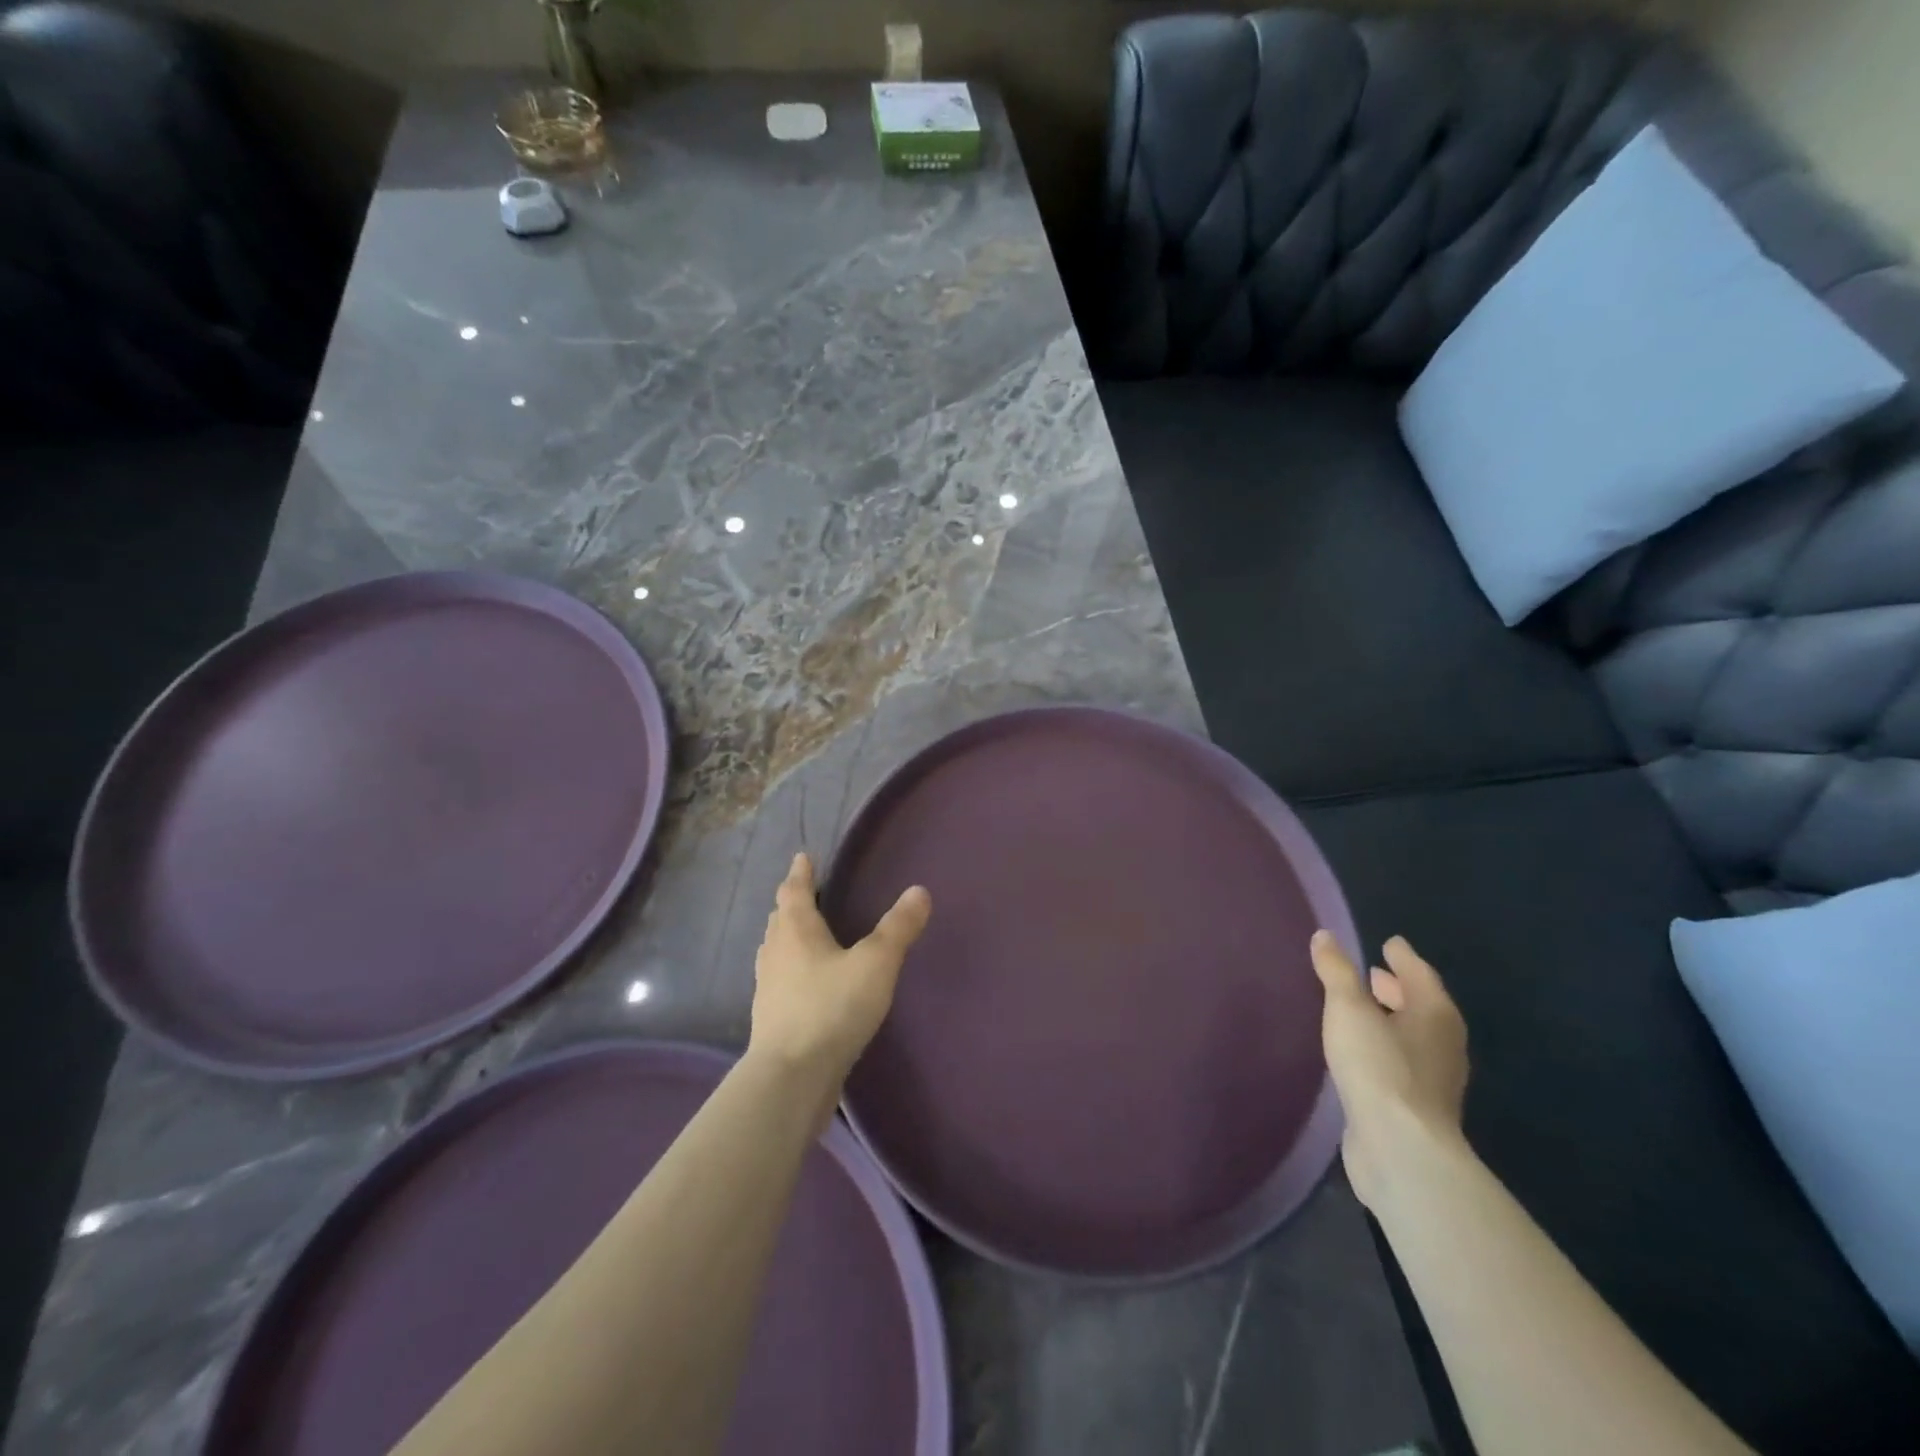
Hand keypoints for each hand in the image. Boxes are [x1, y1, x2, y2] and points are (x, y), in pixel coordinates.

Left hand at [749, 853, 931, 1097]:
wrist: (792, 1077)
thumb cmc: (832, 1008)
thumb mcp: (876, 963)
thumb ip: (898, 928)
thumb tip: (919, 891)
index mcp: (796, 931)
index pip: (795, 891)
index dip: (800, 873)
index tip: (803, 858)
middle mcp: (776, 953)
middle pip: (780, 919)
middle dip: (792, 904)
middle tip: (806, 893)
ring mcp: (769, 988)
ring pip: (776, 951)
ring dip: (787, 937)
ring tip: (803, 935)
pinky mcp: (772, 1020)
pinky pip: (779, 981)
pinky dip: (790, 970)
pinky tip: (806, 984)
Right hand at [1310, 931, 1469, 1209]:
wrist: (1400, 1148)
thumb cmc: (1379, 1067)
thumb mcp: (1349, 1009)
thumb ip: (1336, 971)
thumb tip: (1324, 936)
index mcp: (1435, 1014)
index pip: (1420, 974)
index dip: (1403, 957)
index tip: (1389, 943)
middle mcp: (1443, 1043)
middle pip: (1421, 1005)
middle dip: (1397, 988)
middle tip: (1371, 973)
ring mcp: (1434, 1079)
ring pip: (1412, 1036)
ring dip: (1390, 1018)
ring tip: (1361, 1009)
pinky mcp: (1416, 1106)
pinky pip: (1401, 1062)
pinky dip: (1384, 1046)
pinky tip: (1361, 1050)